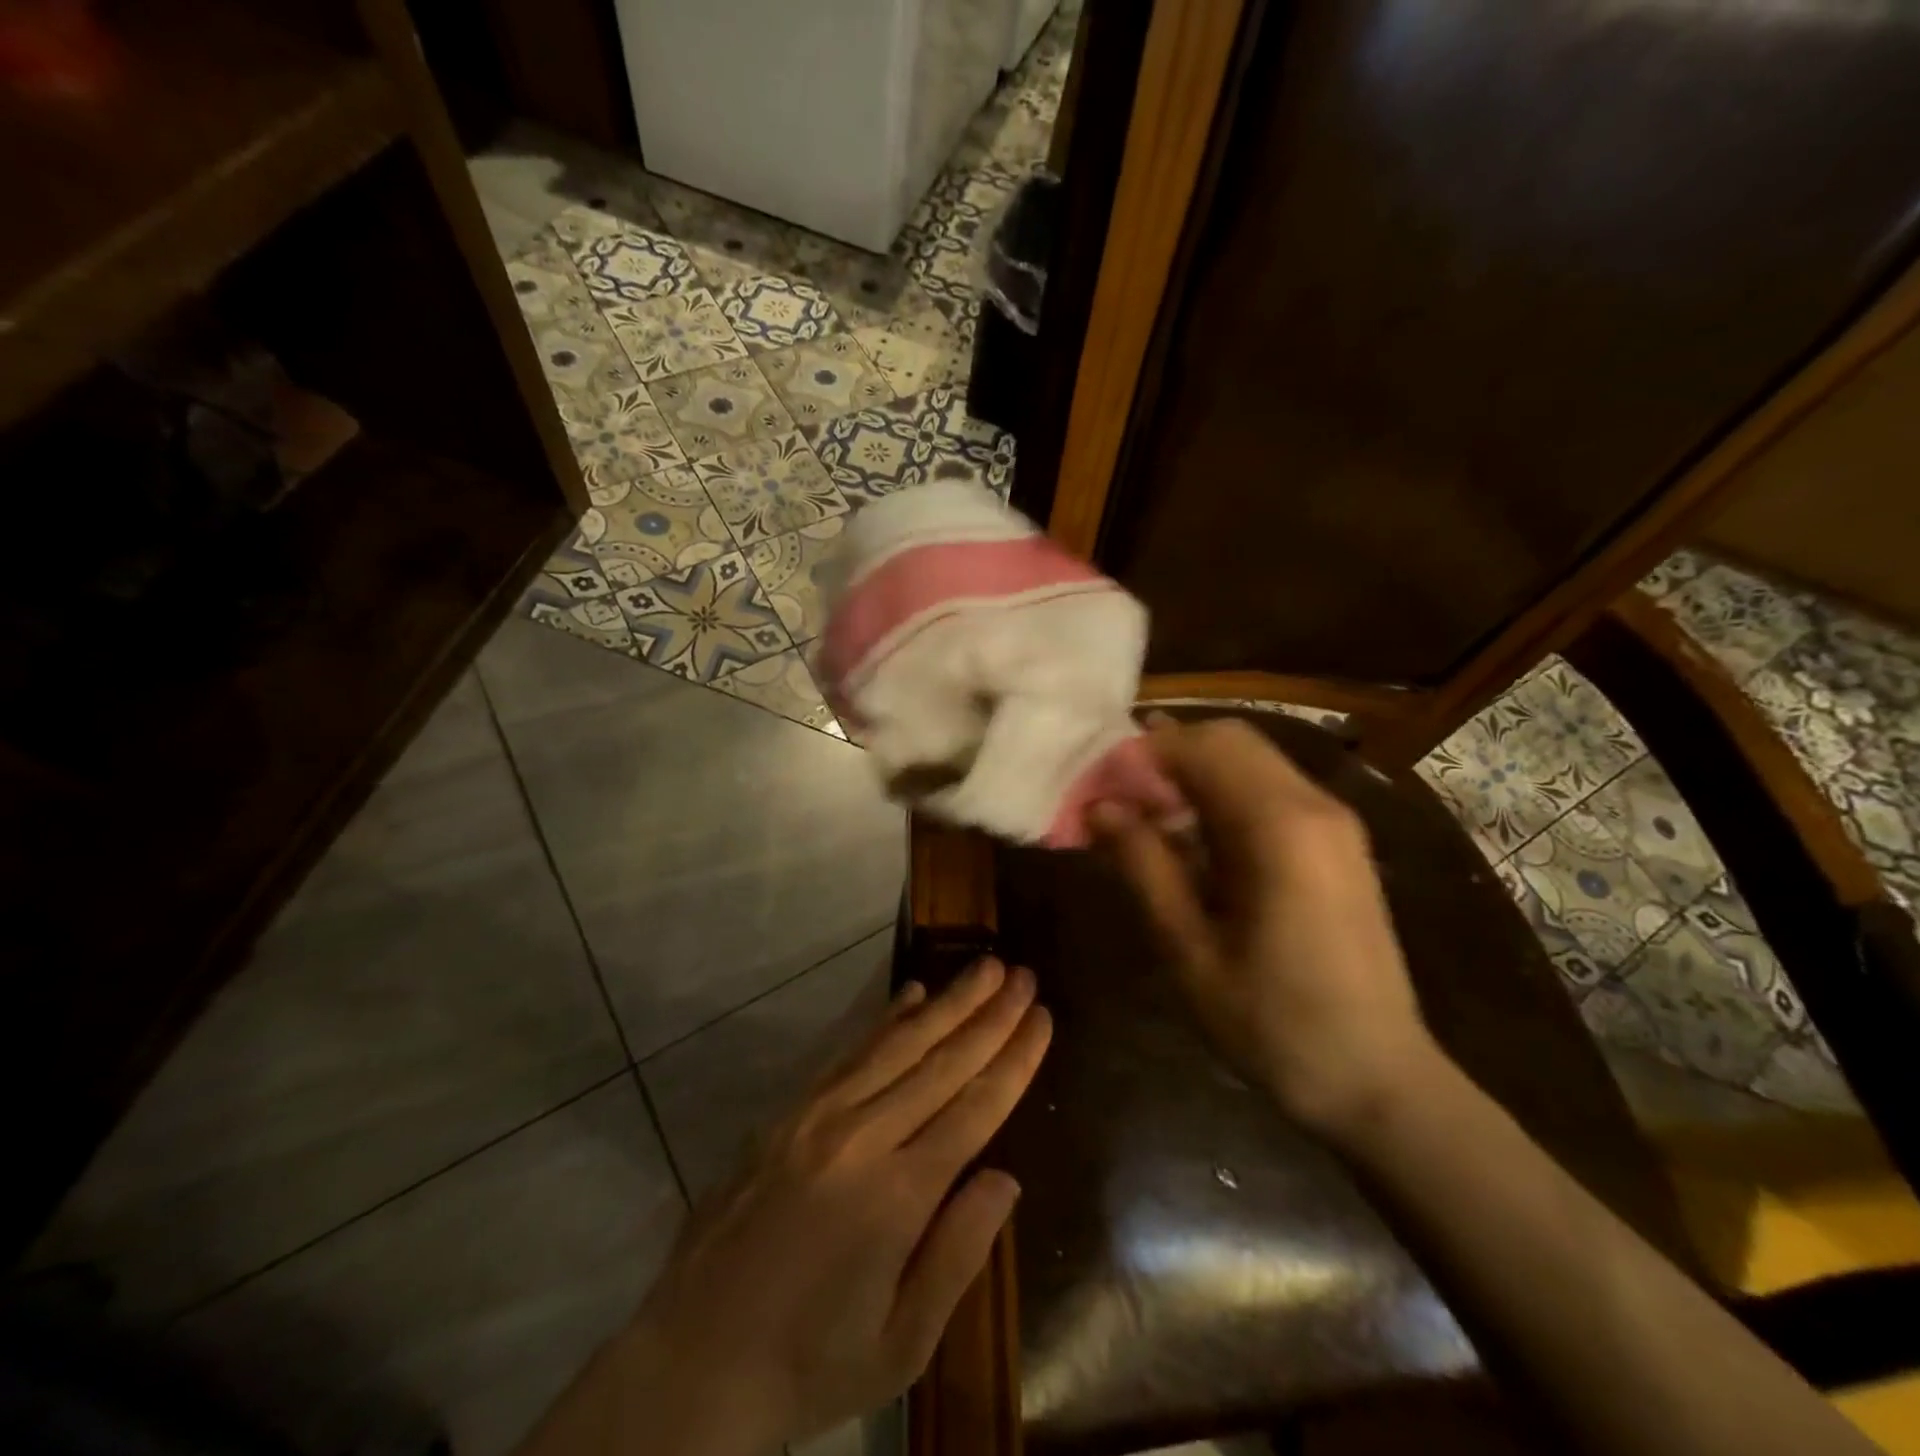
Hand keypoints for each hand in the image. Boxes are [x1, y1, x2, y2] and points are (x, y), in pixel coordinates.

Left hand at [563, 958, 1050, 1455]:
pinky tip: (911, 994)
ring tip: (984, 967)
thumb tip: (1006, 1176)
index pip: (974, 1108)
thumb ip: (958, 1254)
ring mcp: (817, 1117)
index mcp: (896, 1196)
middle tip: (1023, 974)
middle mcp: (860, 1137)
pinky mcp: (787, 1112)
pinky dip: (884, 1018)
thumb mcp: (900, 1345)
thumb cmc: (809, 1365)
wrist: (691, 1362)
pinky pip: (847, 1052)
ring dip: (946, 1002)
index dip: (1014, 1060)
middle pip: (941, 1062)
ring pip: (896, 1044)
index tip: (1042, 1017)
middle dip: (989, 1015)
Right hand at [1091, 718, 1438, 1138]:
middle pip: (1229, 740)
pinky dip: (1222, 795)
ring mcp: (1333, 822)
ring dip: (1192, 774)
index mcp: (1278, 826)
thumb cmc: (1272, 1024)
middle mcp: (1313, 805)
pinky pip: (1270, 791)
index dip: (1139, 754)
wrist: (1378, 1081)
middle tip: (1117, 797)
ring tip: (1144, 819)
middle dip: (1165, 755)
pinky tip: (1191, 841)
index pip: (1199, 747)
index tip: (1095, 785)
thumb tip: (1100, 807)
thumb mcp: (1188, 949)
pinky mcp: (1338, 844)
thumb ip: (1143, 865)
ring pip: (1250, 760)